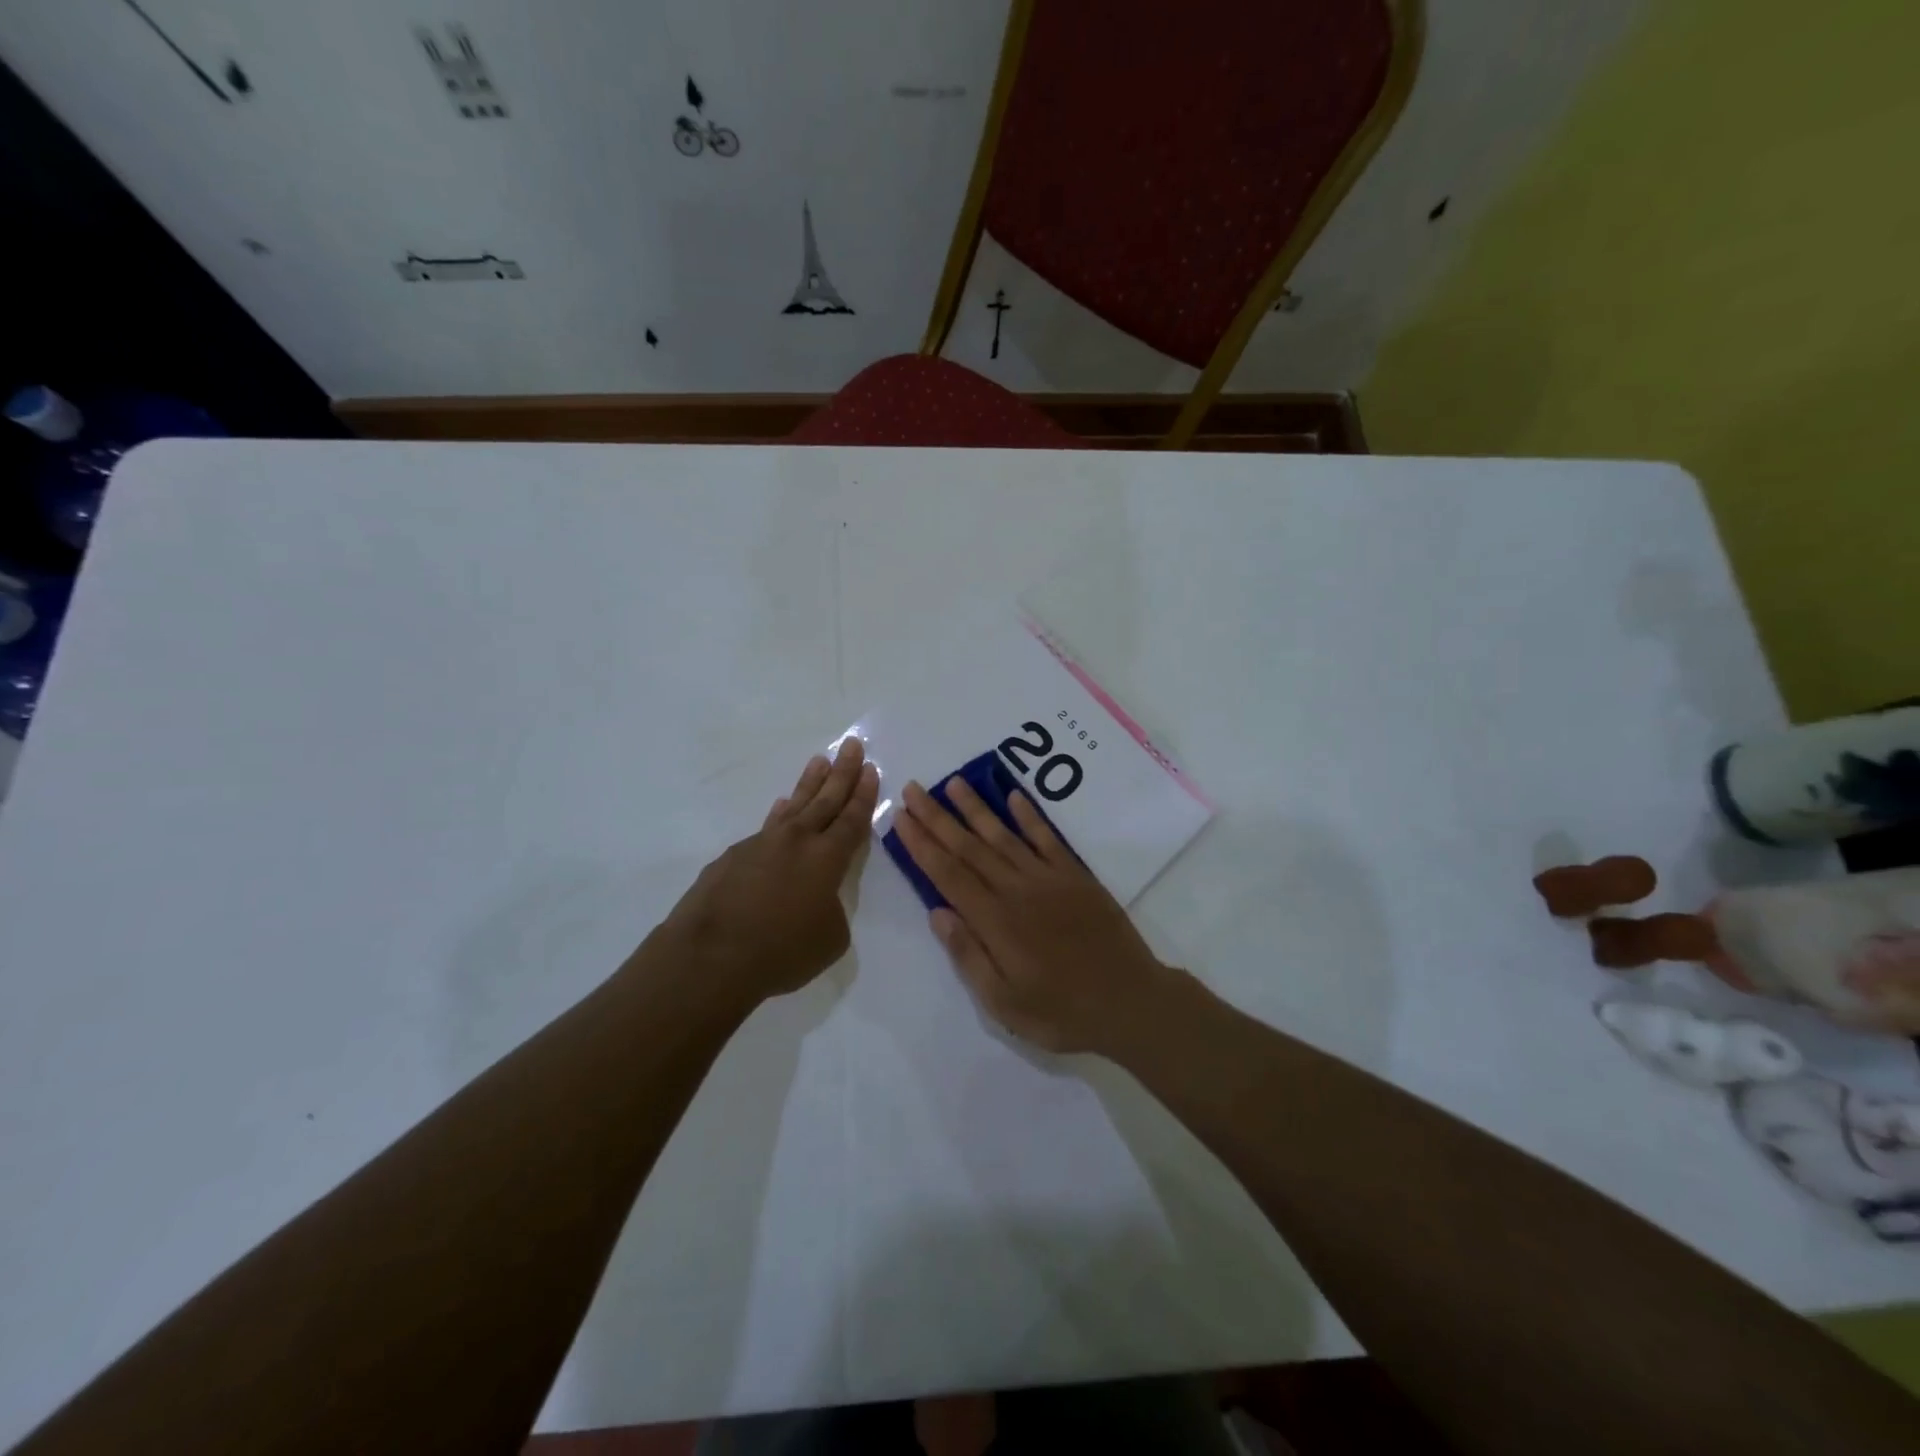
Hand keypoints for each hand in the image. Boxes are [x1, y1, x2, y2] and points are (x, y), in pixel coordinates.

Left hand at [652, 737, 878, 1009]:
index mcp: (827, 859)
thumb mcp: (829, 939)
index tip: (871, 769)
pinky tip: (780, 809)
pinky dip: (778, 816)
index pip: (852, 819)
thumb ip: (832, 910)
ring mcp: (761, 844)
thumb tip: (817, 899)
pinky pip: (765, 828)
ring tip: (820, 761)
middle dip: (842, 772)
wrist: (711, 956)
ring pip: (793, 806)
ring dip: (809, 784)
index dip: (864, 795)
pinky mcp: (732, 857)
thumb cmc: (781, 952)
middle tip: (852, 745)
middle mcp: (796, 841)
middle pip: (825, 799)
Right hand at [893, 775, 1173, 1054]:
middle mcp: (1016, 890)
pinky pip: (1047, 838)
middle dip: (938, 818)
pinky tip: (1013, 796)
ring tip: (953, 783)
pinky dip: (1029, 816)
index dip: (922, 845)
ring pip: (1004, 835)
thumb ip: (969, 955)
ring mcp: (1048, 879)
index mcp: (995, 921)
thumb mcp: (1004, 1003)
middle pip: (969, 847)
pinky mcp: (1076, 876)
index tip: (900, 818)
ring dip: (976, 808)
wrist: (1130, 1002)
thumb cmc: (1061, 1012)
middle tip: (914, 789)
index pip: (948, 874)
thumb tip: (937, 913)